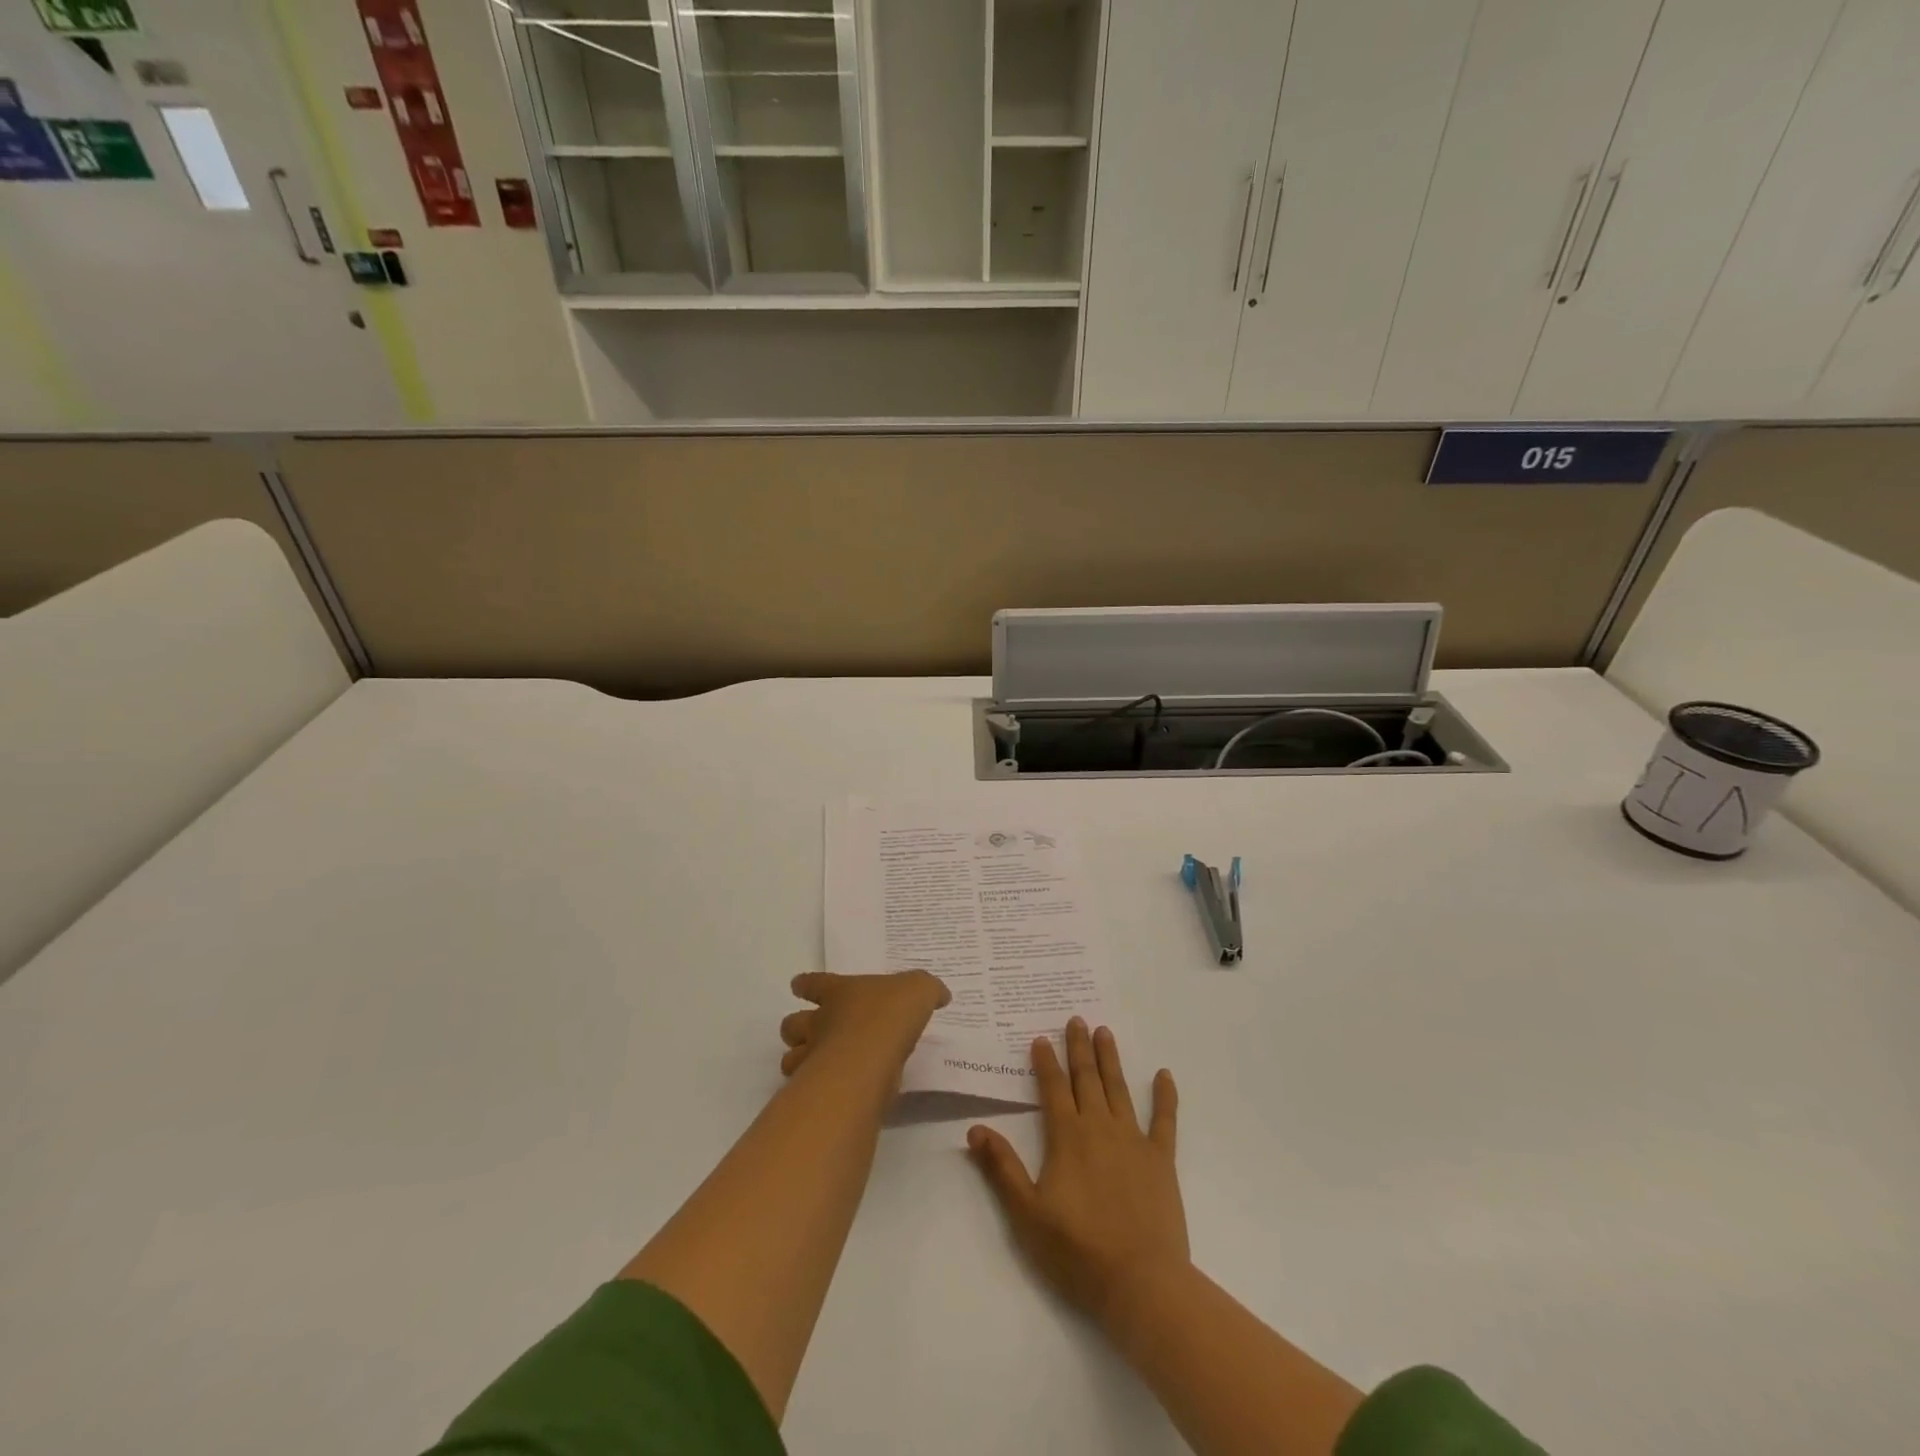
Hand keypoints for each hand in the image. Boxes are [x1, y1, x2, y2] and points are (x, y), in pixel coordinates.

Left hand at [778, 971, 950, 1081]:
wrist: (870, 1059)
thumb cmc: (889, 1015)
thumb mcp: (919, 989)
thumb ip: (927, 990)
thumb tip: (940, 994)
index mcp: (838, 993)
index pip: (812, 983)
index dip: (805, 984)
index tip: (799, 986)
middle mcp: (819, 1022)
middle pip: (791, 1025)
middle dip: (796, 1029)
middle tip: (812, 1035)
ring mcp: (813, 1057)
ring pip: (790, 1059)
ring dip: (799, 1062)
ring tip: (818, 1068)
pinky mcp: (818, 1091)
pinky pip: (807, 1090)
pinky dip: (815, 1091)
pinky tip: (834, 1093)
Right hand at [967, 1018, 1186, 1330]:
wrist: (1140, 1282)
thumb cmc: (1078, 1250)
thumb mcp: (1027, 1214)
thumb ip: (1002, 1168)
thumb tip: (975, 1128)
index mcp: (1067, 1137)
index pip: (1053, 1088)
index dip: (1046, 1062)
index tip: (1041, 1038)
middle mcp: (1100, 1127)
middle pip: (1086, 1079)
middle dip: (1079, 1047)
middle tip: (1077, 1018)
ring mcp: (1134, 1140)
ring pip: (1119, 1089)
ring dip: (1110, 1059)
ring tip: (1105, 1032)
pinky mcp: (1161, 1159)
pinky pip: (1164, 1120)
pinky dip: (1165, 1096)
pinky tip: (1165, 1074)